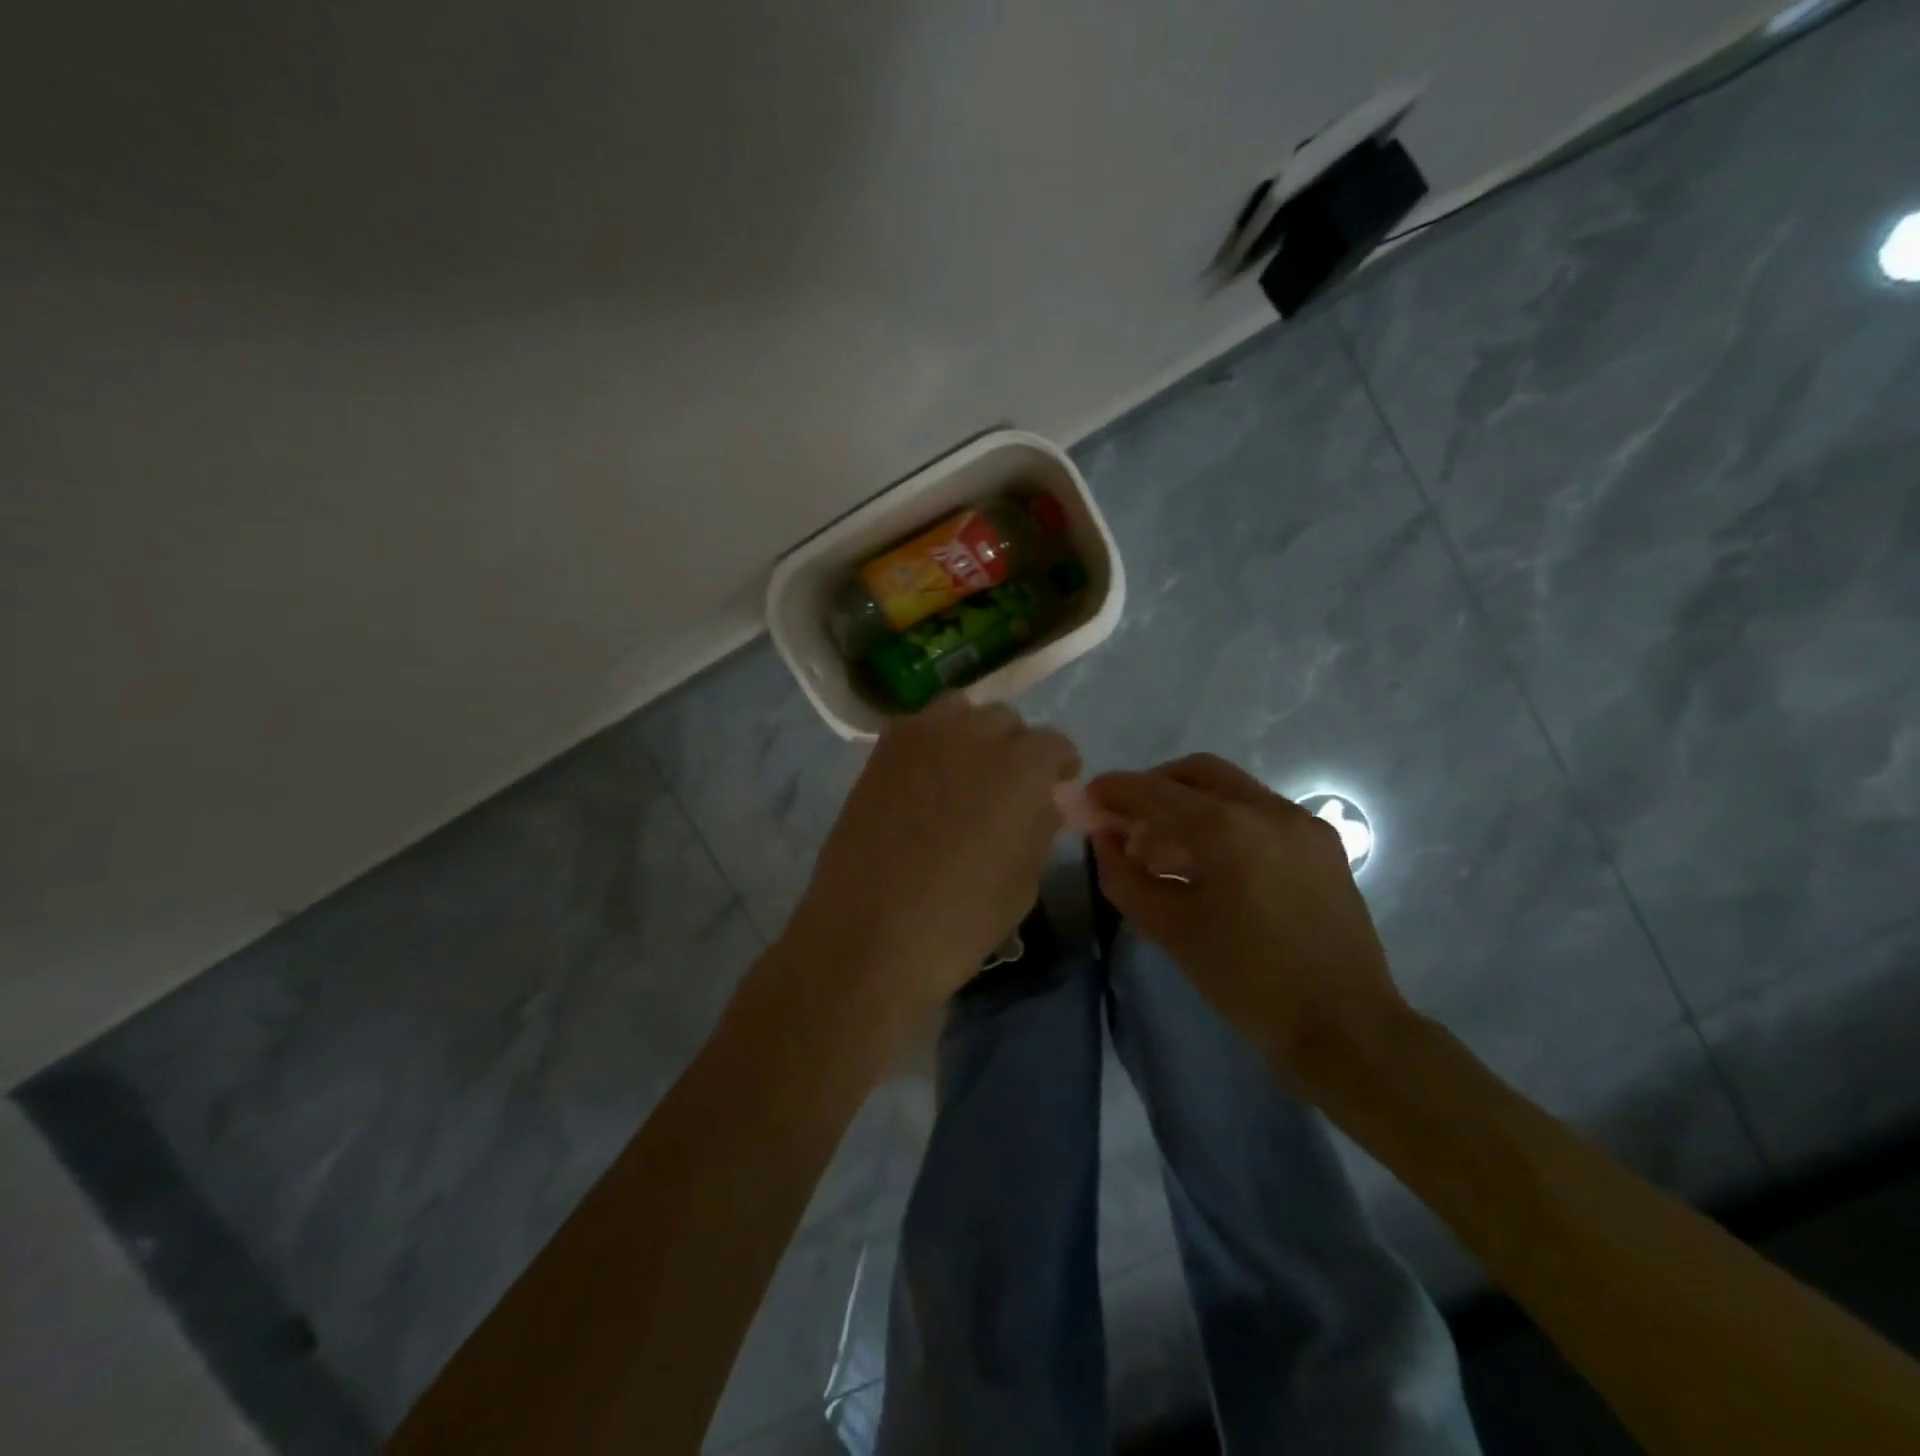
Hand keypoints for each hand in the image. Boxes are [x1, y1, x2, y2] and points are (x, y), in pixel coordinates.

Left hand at [783, 698, 1080, 1045]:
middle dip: (1015, 747)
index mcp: (1021, 767)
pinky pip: (916, 728)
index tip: (1057, 785)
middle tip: (1009, 784)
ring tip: (965, 771)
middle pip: (1005, 720)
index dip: (1060, 765)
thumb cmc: (961, 919)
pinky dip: (930, 742)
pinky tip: (924, 779)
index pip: (1054, 744)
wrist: (870, 934)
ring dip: (971, 733)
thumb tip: (1044, 801)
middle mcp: (974, 736)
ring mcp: (921, 738)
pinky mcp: (881, 752)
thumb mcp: (1022, 882)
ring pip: (958, 711)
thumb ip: (1039, 828)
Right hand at [1086, 754, 1410, 1087]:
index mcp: (1228, 829)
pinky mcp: (1322, 844)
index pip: (1156, 791)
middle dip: (1154, 787)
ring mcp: (1301, 823)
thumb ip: (1125, 877)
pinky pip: (1259, 813)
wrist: (1346, 1028)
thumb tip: (1104, 840)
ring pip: (1231, 789)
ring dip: (1188, 804)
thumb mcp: (1170, 931)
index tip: (1087, 797)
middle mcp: (1268, 809)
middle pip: (1196, 773)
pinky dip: (1223, 821)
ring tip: (1162, 848)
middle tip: (1126, 819)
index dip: (1115, 790)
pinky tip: (1208, 862)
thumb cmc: (1248, 982)